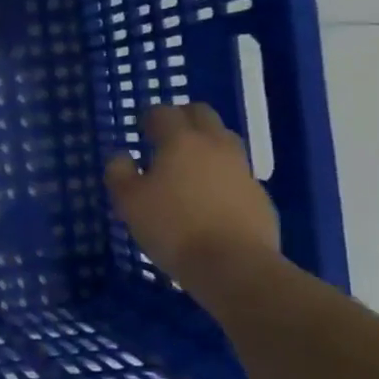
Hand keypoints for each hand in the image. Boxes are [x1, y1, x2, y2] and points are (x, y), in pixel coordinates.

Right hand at [104, 103, 277, 282]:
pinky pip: (238, 174)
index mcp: (181, 141)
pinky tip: (210, 200)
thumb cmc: (173, 228)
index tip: (141, 129)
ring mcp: (242, 169)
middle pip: (202, 114)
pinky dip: (222, 177)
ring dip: (206, 145)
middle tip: (166, 138)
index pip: (164, 112)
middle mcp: (215, 146)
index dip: (150, 117)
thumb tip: (121, 157)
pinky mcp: (259, 196)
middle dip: (183, 118)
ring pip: (225, 141)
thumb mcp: (128, 202)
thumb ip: (119, 173)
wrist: (234, 266)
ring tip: (189, 168)